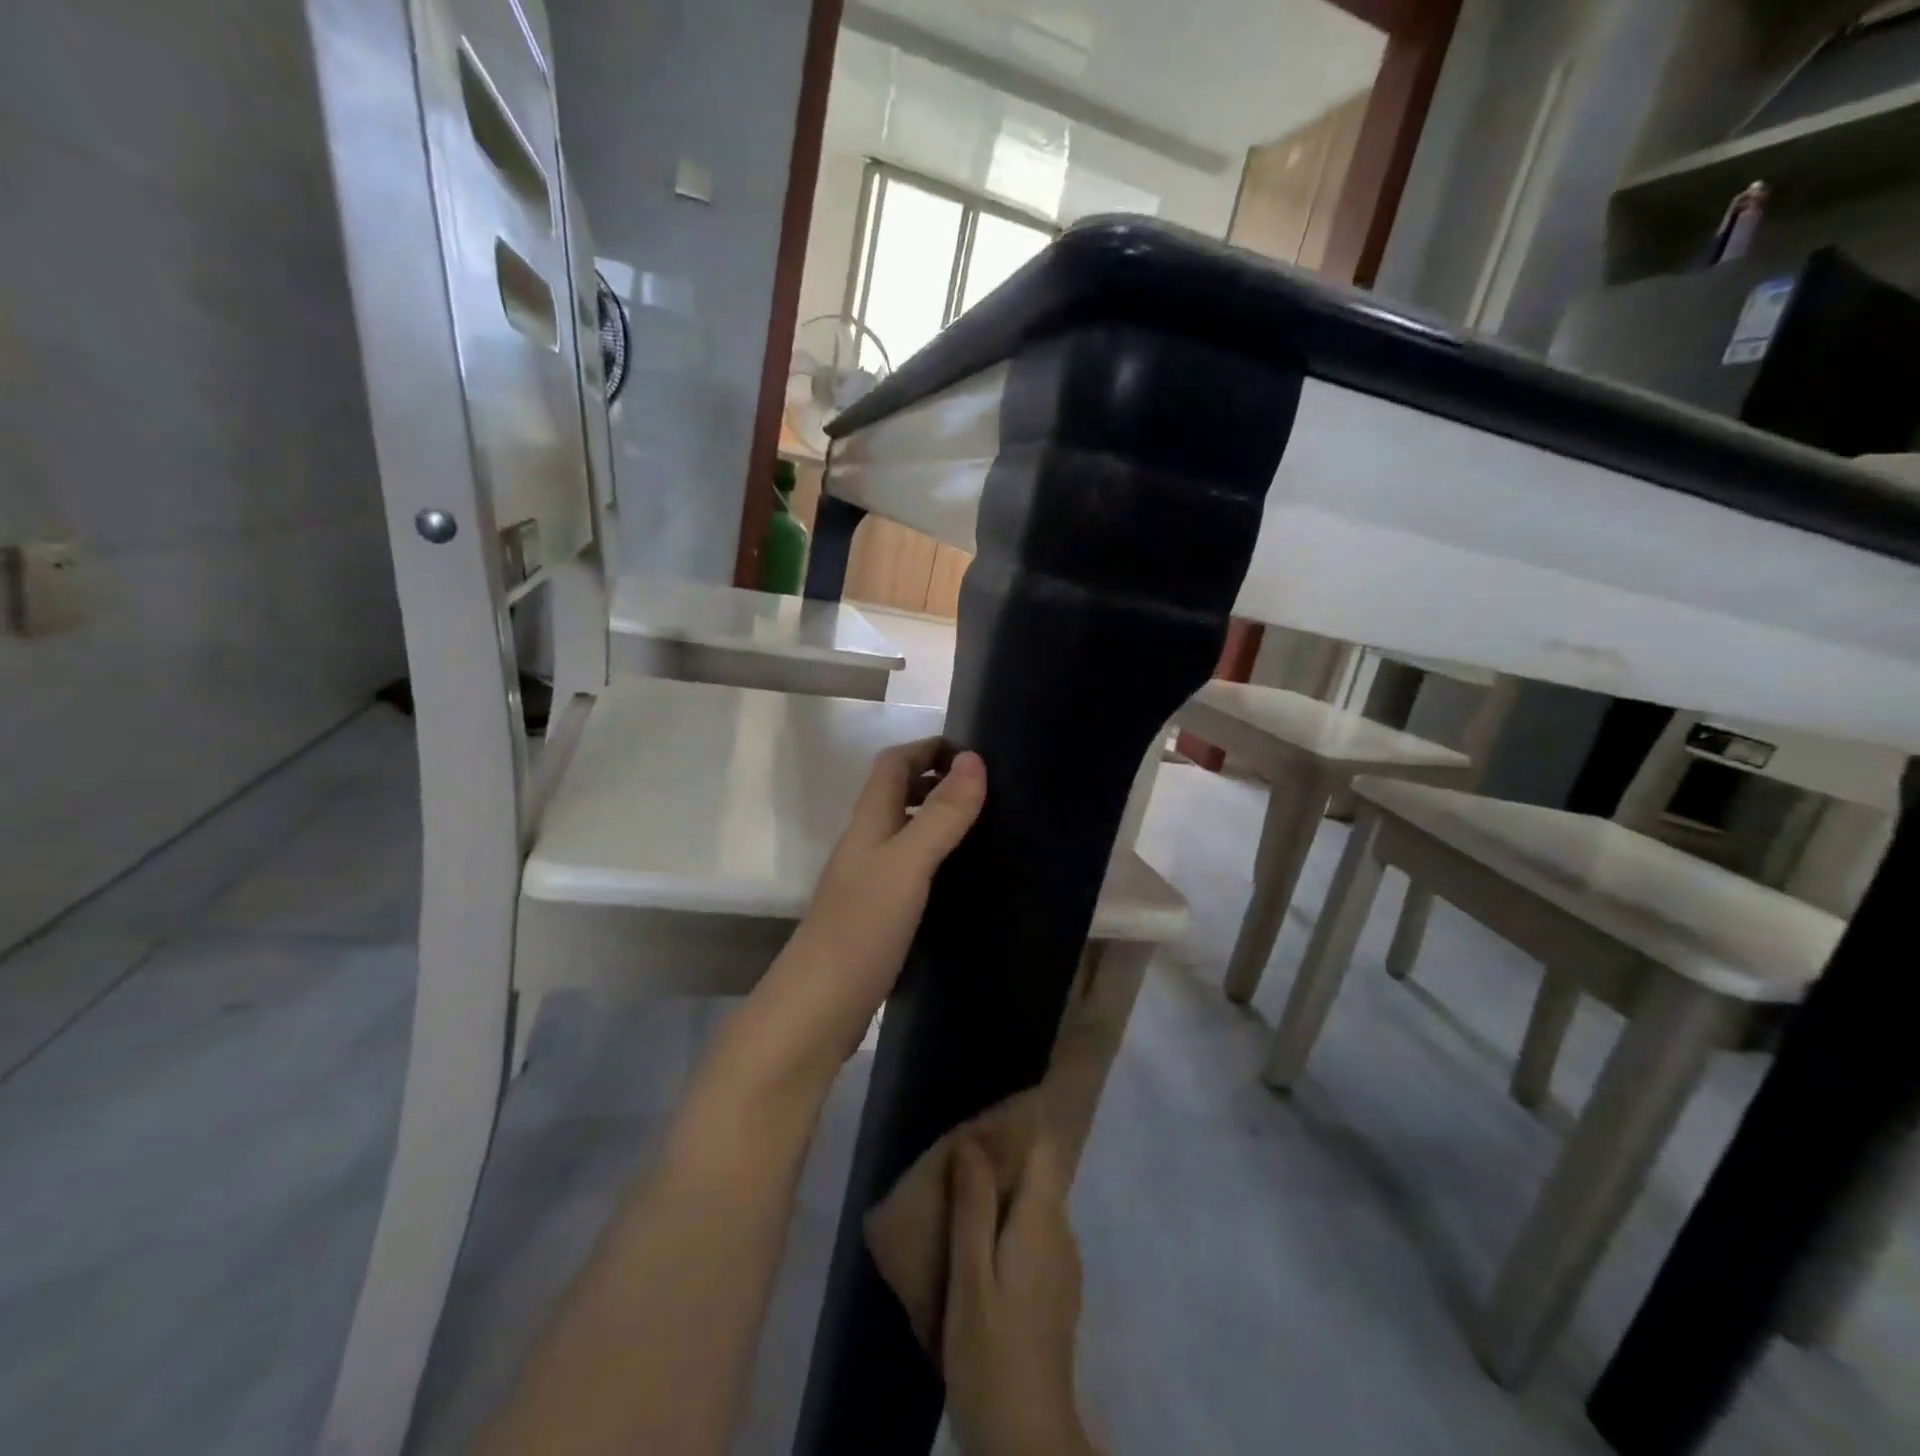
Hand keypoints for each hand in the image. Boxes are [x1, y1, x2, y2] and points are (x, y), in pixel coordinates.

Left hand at [749, 739, 986, 1080]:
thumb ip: (941, 815)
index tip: (972, 752)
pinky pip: (910, 871)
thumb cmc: (862, 927)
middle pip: (897, 795)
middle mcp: (866, 845)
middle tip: (988, 790)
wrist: (818, 1008)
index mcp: (869, 823)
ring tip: (986, 828)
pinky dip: (936, 861)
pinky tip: (964, 880)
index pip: (892, 764)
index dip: (926, 748)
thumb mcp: (908, 864)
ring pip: (904, 834)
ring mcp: (868, 882)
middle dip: (936, 781)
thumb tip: (974, 758)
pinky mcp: (877, 916)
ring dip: (938, 820)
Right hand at [944, 1138, 1096, 1455]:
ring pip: (1035, 1206)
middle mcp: (1061, 1233)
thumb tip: (973, 1141)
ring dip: (1002, 1195)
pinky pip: (1033, 1234)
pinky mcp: (1054, 1291)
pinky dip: (1008, 1225)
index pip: (1043, 1149)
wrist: (1026, 1439)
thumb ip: (973, 1206)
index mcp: (1043, 1220)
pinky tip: (976, 1241)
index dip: (1014, 1129)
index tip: (980, 1122)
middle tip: (956, 1157)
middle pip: (1038, 1175)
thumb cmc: (991, 1352)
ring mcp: (1063, 1264)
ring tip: (959, 1193)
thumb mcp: (970, 1276)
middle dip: (1001, 1161)